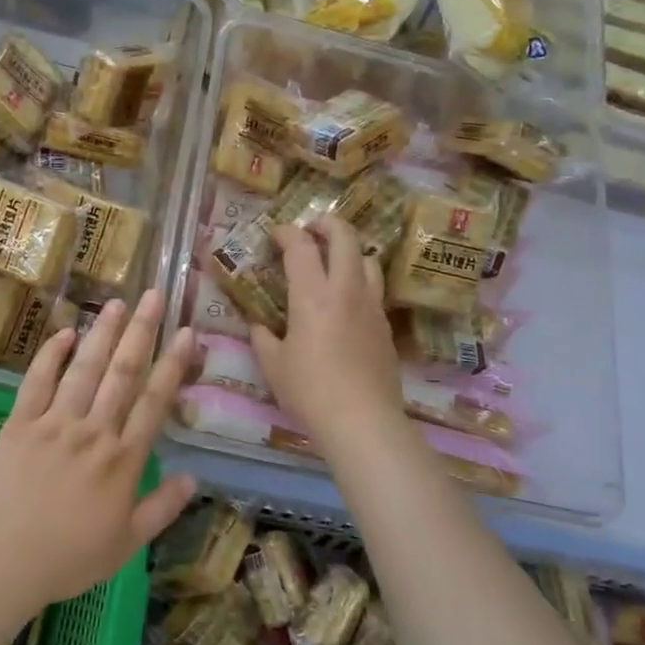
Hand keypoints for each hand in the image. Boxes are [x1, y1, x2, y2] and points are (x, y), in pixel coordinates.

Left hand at [0, 289, 197, 609]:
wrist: (1, 562)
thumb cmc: (68, 558)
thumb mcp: (126, 543)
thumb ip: (162, 508)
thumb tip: (192, 477)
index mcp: (122, 460)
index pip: (154, 401)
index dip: (172, 364)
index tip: (186, 332)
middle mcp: (93, 431)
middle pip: (122, 373)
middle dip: (141, 331)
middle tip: (153, 295)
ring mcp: (54, 423)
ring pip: (84, 368)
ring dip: (102, 333)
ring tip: (116, 303)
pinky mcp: (20, 423)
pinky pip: (37, 381)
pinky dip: (50, 355)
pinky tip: (64, 332)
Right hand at [251, 216, 404, 456]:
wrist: (363, 421)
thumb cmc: (310, 391)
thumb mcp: (273, 365)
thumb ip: (262, 338)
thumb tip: (258, 324)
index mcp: (313, 295)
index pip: (301, 246)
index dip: (286, 232)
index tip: (274, 234)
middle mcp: (346, 290)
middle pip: (344, 237)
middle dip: (326, 223)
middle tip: (310, 229)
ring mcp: (371, 306)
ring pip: (368, 258)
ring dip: (349, 250)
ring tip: (333, 260)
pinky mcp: (386, 325)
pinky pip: (374, 288)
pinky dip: (359, 280)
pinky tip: (346, 301)